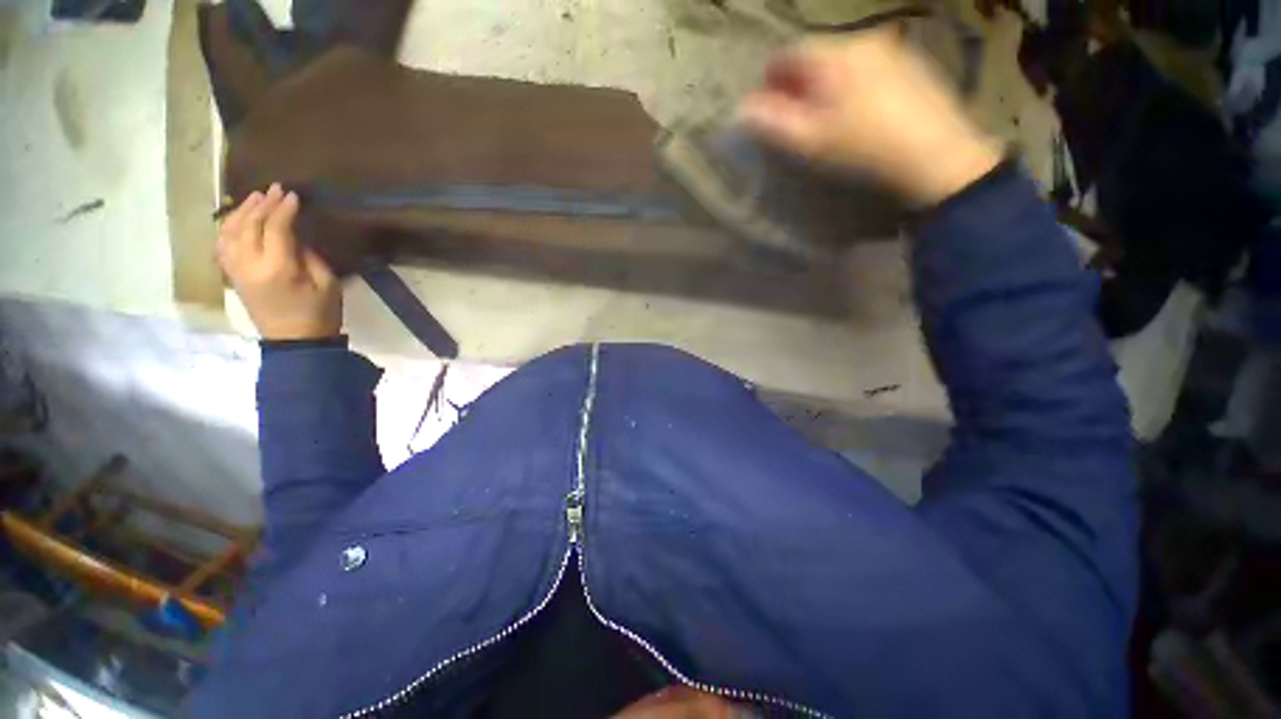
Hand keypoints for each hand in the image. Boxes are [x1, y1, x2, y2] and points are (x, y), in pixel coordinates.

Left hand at [218, 183, 342, 340]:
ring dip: (242, 211)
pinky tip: (237, 219)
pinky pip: (222, 244)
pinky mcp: (231, 275)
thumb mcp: (327, 283)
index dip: (284, 209)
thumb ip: (309, 256)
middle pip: (249, 225)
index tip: (293, 195)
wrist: (295, 342)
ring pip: (230, 231)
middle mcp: (250, 265)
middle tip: (275, 189)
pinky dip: (228, 227)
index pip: (276, 228)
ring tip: (255, 197)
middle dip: (262, 204)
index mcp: (278, 268)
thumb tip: (295, 236)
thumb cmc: (320, 314)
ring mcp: (236, 270)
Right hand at [738, 29, 1002, 205]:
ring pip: (844, 59)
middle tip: (794, 114)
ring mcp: (892, 48)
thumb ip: (771, 123)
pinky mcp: (912, 63)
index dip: (772, 77)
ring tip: (826, 115)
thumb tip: (741, 109)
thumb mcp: (809, 141)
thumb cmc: (862, 148)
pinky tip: (859, 110)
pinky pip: (869, 66)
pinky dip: (853, 82)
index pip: (789, 53)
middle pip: (817, 55)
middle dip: (799, 81)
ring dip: (826, 81)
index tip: (767, 103)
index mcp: (834, 56)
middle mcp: (862, 40)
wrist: (935, 153)